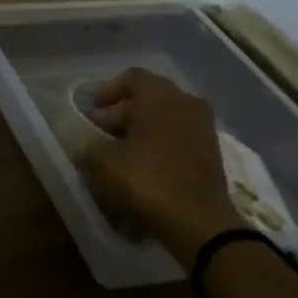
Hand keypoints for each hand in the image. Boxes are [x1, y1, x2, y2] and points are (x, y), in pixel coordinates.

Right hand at [79, 68, 244, 261]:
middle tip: (100, 134)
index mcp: (160, 96)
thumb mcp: (104, 161)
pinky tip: (141, 166)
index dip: (108, 91)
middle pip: (148, 98)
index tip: (92, 111)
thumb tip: (87, 147)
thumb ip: (90, 147)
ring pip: (164, 118)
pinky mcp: (211, 151)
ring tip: (119, 153)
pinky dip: (158, 144)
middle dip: (121, 113)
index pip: (132, 77)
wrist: (198, 220)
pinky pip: (177, 137)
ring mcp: (203, 127)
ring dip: (140, 130)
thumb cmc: (147, 179)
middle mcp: (186, 103)